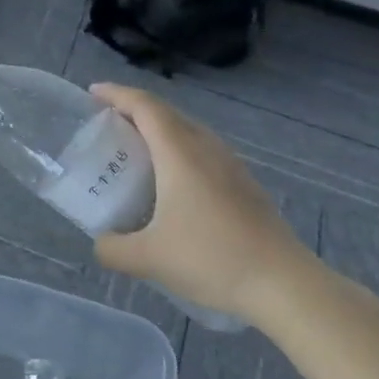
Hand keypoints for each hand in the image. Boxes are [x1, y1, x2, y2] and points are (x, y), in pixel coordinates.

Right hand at [89, 83, 321, 322]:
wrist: (286, 286)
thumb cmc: (212, 259)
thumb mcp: (149, 259)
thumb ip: (113, 249)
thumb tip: (101, 243)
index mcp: (180, 153)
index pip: (144, 106)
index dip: (116, 94)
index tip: (92, 92)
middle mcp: (206, 149)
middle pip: (167, 114)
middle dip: (134, 110)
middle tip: (107, 124)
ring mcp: (231, 166)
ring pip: (189, 132)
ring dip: (160, 131)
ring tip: (136, 151)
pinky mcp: (246, 186)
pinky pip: (204, 153)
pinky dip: (179, 153)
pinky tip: (172, 185)